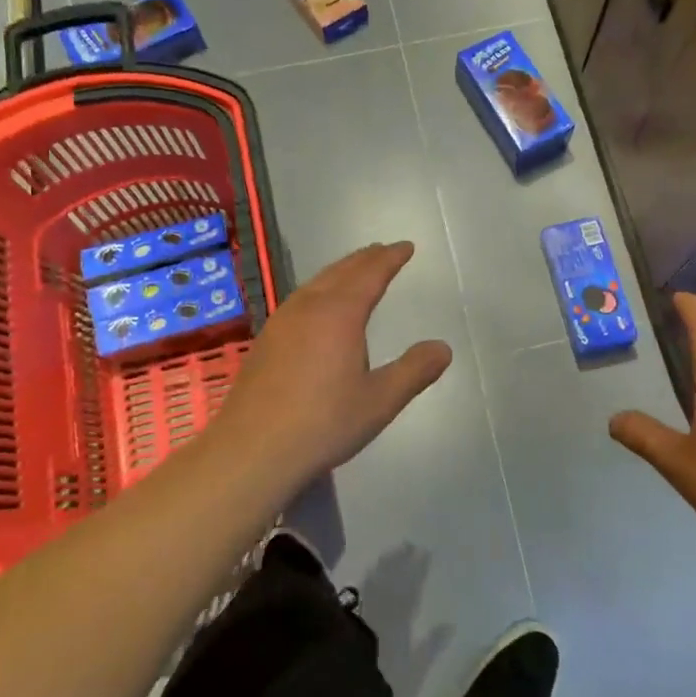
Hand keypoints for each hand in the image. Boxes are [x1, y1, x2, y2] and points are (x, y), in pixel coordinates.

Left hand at [203, 242, 451, 486]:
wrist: (252, 450)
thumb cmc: (322, 423)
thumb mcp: (379, 401)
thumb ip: (414, 371)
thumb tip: (443, 348)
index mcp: (339, 313)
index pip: (370, 274)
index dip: (390, 258)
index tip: (406, 246)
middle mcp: (308, 307)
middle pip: (341, 271)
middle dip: (365, 259)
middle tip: (383, 251)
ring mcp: (281, 322)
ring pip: (316, 282)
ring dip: (340, 271)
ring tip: (354, 271)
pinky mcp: (266, 340)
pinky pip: (300, 299)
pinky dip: (320, 289)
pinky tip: (317, 307)